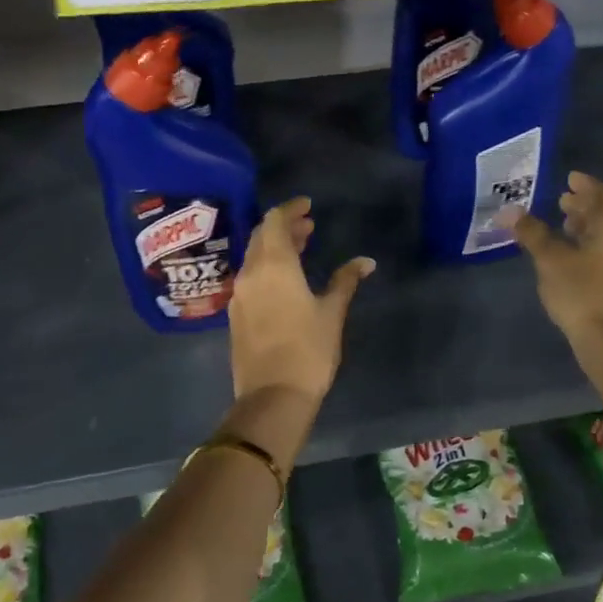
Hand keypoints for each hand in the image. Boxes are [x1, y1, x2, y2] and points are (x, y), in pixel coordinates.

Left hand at [228, 198, 373, 402]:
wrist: (273, 395)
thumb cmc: (308, 349)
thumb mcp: (332, 312)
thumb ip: (345, 281)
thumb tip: (366, 261)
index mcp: (274, 266)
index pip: (274, 221)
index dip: (290, 209)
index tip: (308, 206)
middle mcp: (250, 273)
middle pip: (261, 237)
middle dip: (283, 227)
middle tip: (308, 226)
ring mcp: (239, 295)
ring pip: (254, 257)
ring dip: (275, 247)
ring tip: (300, 248)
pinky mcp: (236, 315)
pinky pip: (250, 277)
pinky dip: (267, 268)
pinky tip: (285, 279)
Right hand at [513, 172, 602, 345]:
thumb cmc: (581, 291)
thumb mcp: (550, 259)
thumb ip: (531, 233)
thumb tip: (509, 211)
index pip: (600, 194)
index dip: (584, 184)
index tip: (569, 178)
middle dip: (582, 206)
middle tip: (561, 200)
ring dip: (584, 227)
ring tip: (562, 226)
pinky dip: (587, 245)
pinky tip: (570, 256)